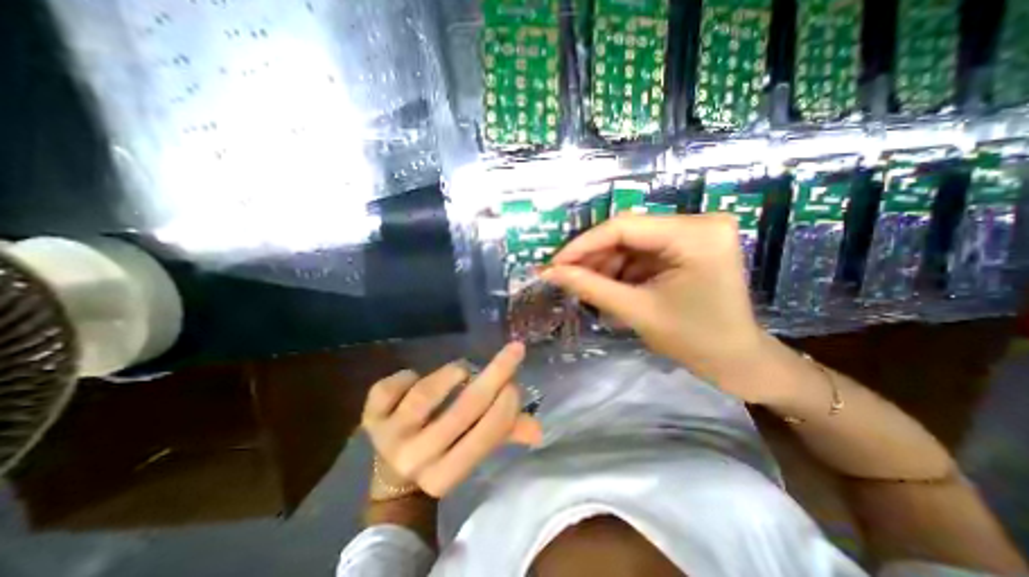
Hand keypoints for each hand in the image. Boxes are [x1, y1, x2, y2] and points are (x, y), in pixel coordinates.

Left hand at [361, 340, 540, 496]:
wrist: (395, 471)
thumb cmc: (445, 452)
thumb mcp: (475, 448)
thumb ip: (505, 434)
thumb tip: (538, 428)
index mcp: (446, 474)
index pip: (484, 438)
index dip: (505, 407)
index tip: (517, 381)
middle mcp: (416, 459)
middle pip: (461, 411)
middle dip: (494, 376)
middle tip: (514, 351)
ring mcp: (388, 438)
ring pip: (424, 395)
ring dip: (451, 375)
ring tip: (462, 370)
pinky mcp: (369, 418)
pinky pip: (389, 387)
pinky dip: (406, 376)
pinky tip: (414, 378)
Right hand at [547, 211, 770, 401]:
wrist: (737, 361)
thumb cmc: (694, 341)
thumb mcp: (636, 311)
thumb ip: (589, 287)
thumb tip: (549, 272)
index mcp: (695, 234)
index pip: (623, 226)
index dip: (582, 245)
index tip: (553, 264)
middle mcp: (697, 222)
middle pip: (626, 232)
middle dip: (593, 257)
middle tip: (565, 277)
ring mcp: (693, 233)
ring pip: (630, 243)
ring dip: (605, 266)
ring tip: (589, 289)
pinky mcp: (687, 246)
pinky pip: (641, 252)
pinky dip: (621, 270)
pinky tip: (610, 288)